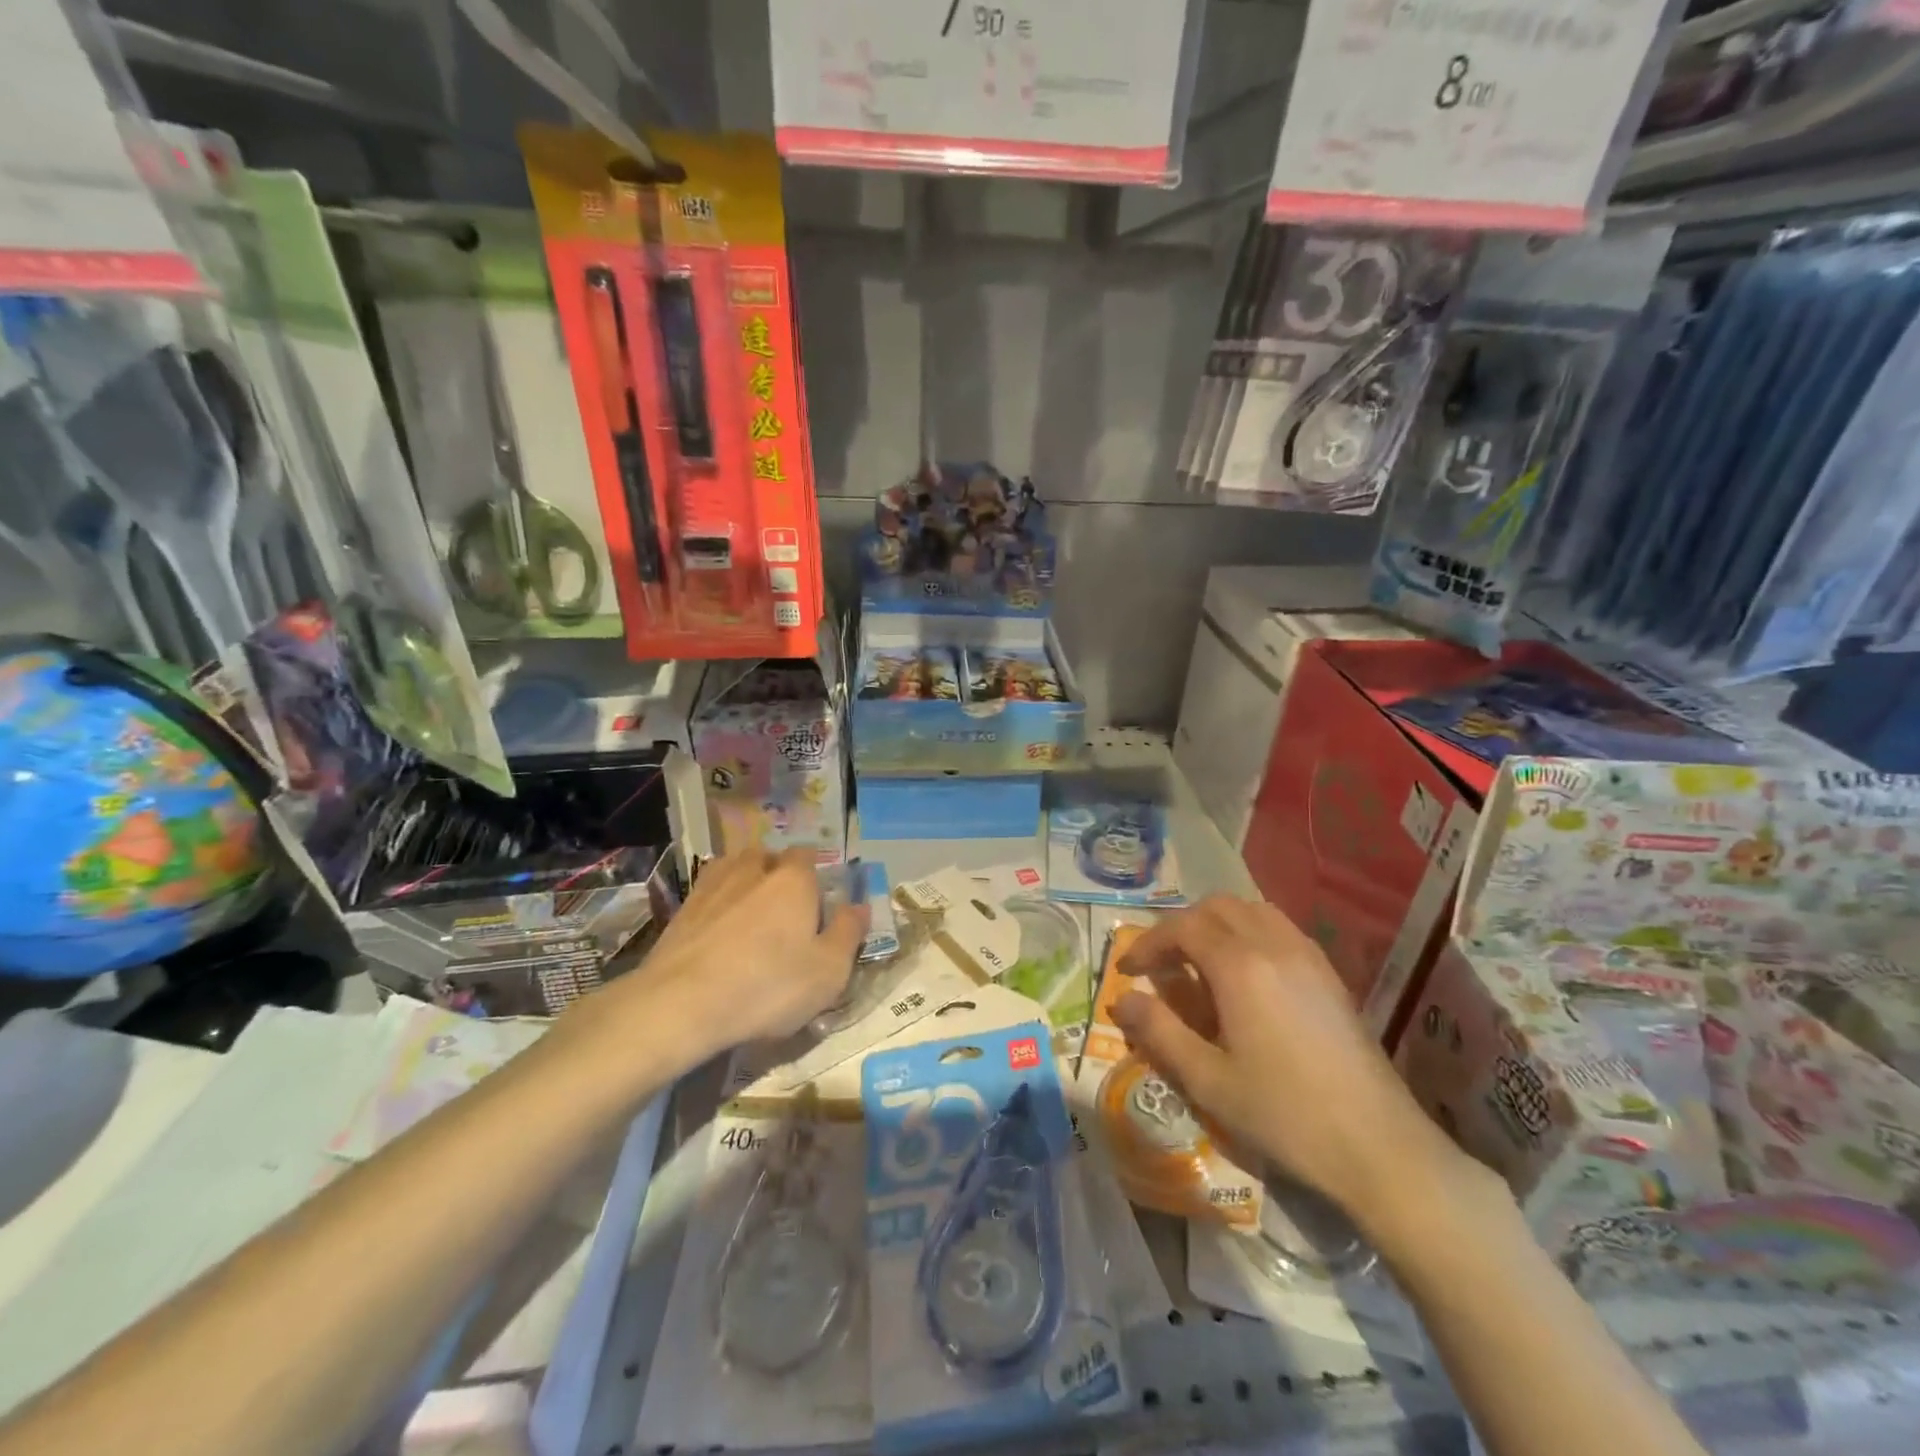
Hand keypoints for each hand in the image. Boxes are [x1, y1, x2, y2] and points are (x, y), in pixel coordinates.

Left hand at [556, 849, 865, 1080]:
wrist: (680, 1005)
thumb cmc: (768, 986)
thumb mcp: (829, 971)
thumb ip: (849, 933)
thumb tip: (861, 906)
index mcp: (793, 880)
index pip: (808, 856)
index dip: (816, 874)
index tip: (819, 900)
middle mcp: (752, 870)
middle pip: (769, 857)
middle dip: (778, 873)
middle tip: (785, 907)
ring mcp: (712, 886)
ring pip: (734, 869)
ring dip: (745, 882)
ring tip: (750, 912)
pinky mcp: (681, 911)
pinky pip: (708, 893)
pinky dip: (718, 904)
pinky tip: (719, 929)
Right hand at [1111, 895, 1473, 1225]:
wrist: (1380, 1148)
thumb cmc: (1285, 1115)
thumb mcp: (1208, 1080)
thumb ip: (1159, 1032)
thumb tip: (1122, 1000)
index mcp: (1240, 966)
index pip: (1183, 927)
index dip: (1149, 943)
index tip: (1128, 971)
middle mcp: (1274, 945)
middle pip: (1217, 907)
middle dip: (1181, 926)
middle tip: (1162, 964)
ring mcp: (1308, 956)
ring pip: (1252, 911)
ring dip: (1217, 924)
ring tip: (1200, 963)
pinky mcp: (1330, 975)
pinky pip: (1280, 929)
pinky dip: (1249, 933)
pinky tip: (1246, 976)